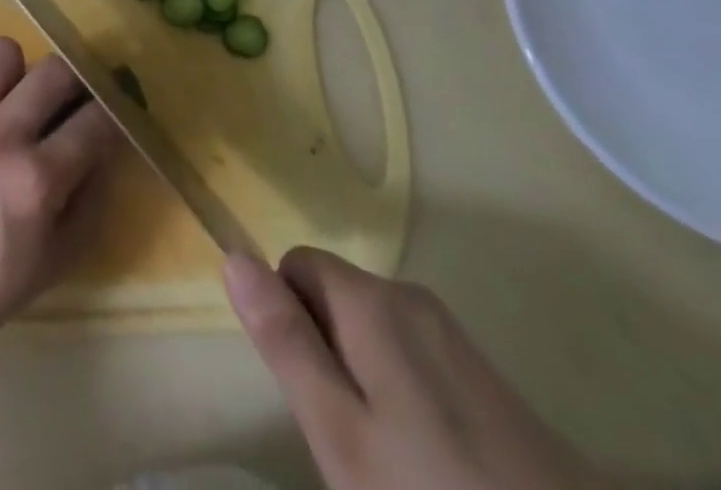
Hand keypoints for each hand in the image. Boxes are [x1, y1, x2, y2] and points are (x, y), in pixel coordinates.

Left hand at [0, 37, 121, 358]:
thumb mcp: (52, 265)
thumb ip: (88, 206)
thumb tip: (103, 156)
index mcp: (37, 179)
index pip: (96, 121)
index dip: (111, 116)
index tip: (107, 120)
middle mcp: (1, 134)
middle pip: (56, 70)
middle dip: (72, 84)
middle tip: (64, 105)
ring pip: (3, 52)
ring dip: (17, 74)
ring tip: (11, 101)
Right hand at [224, 248, 613, 489]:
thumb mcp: (340, 433)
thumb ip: (285, 341)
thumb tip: (234, 256)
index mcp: (371, 301)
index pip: (296, 266)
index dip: (287, 320)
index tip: (309, 391)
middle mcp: (411, 298)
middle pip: (335, 296)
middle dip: (325, 352)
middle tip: (347, 437)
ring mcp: (454, 336)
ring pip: (373, 331)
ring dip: (363, 378)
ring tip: (389, 458)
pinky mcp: (487, 376)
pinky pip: (414, 357)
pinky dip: (404, 396)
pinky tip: (430, 463)